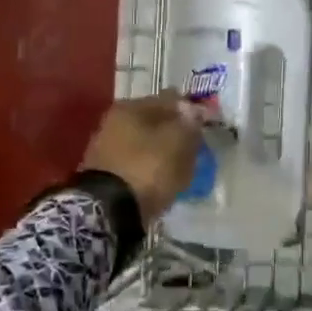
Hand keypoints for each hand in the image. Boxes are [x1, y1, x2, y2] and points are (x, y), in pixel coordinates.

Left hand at [83, 92, 208, 222]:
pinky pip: (138, 166)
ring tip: (183, 169)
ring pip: (146, 145)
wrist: (109, 211)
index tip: (205, 126)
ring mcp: (107, 149)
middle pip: (155, 122)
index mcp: (130, 107)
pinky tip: (164, 182)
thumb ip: (189, 123)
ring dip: (164, 153)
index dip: (190, 110)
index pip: (169, 99)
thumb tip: (193, 111)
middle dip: (175, 133)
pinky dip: (152, 171)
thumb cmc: (147, 167)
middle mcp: (114, 122)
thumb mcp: (178, 142)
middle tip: (196, 148)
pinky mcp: (106, 175)